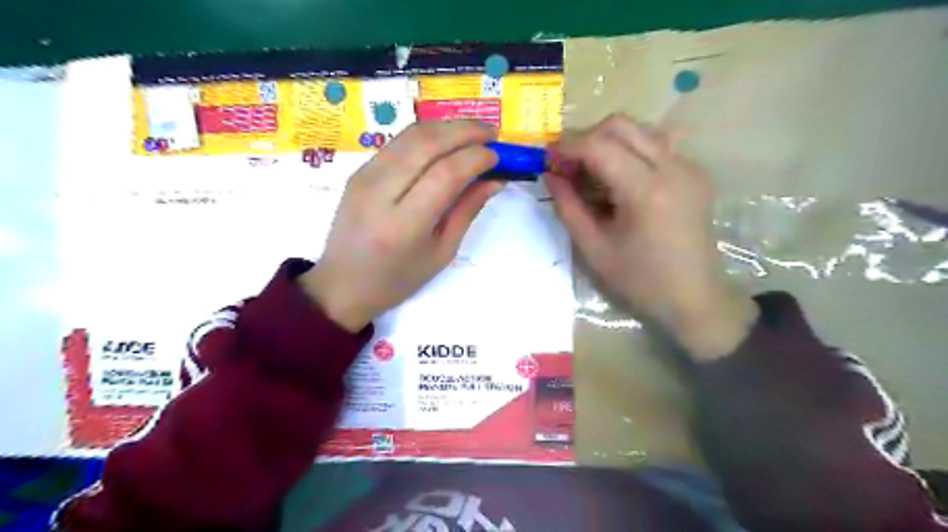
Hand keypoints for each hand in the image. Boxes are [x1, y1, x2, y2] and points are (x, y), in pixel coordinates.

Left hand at [301, 120, 503, 329]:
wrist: (342, 283)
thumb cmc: (397, 279)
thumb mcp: (441, 253)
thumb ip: (467, 212)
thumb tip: (494, 180)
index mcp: (404, 224)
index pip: (445, 174)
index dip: (475, 158)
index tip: (496, 156)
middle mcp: (380, 192)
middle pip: (427, 143)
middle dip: (464, 131)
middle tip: (491, 133)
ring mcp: (364, 177)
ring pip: (411, 135)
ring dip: (446, 127)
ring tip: (472, 132)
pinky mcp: (358, 170)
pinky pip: (398, 142)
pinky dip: (426, 135)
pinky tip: (445, 141)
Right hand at [549, 113, 755, 359]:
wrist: (694, 297)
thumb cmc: (640, 280)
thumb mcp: (594, 248)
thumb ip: (568, 207)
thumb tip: (550, 174)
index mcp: (646, 191)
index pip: (599, 146)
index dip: (567, 147)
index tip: (547, 159)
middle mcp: (673, 167)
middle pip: (622, 125)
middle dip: (587, 138)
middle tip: (568, 166)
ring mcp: (689, 167)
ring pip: (640, 131)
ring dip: (608, 143)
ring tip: (592, 174)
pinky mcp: (695, 173)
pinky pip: (656, 146)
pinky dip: (629, 153)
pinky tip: (620, 181)